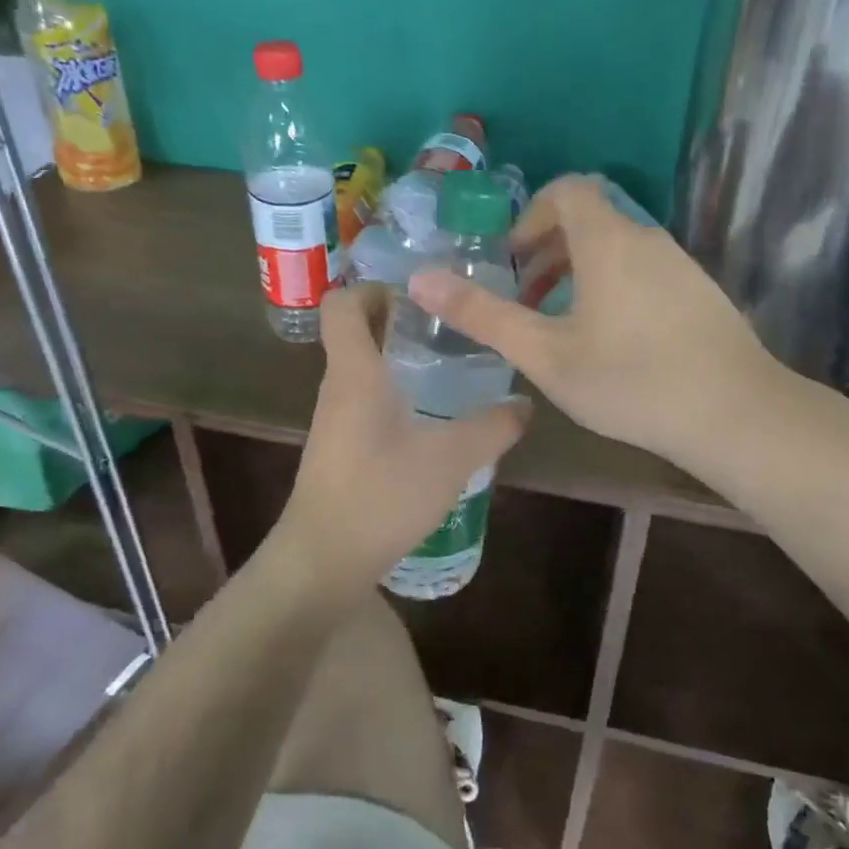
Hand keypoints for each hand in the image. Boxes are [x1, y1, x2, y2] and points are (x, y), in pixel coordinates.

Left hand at [278, 283, 529, 586]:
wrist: (323, 562)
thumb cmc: (380, 497)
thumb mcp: (450, 459)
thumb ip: (492, 428)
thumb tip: (525, 403)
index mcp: (354, 372)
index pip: (342, 304)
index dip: (372, 286)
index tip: (419, 291)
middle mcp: (338, 387)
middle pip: (356, 331)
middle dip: (398, 317)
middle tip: (450, 322)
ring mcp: (335, 419)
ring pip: (362, 367)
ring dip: (398, 356)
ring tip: (450, 363)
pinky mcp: (340, 447)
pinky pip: (365, 399)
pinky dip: (394, 390)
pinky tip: (432, 416)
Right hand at [407, 176, 794, 471]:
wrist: (736, 413)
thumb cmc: (630, 380)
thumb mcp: (545, 353)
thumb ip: (482, 315)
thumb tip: (420, 279)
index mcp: (607, 240)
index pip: (567, 190)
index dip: (531, 215)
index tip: (513, 262)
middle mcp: (647, 238)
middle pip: (591, 219)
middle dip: (549, 250)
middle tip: (526, 299)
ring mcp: (680, 265)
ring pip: (618, 249)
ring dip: (580, 272)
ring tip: (561, 325)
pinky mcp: (700, 292)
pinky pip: (644, 271)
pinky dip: (614, 287)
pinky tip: (612, 343)